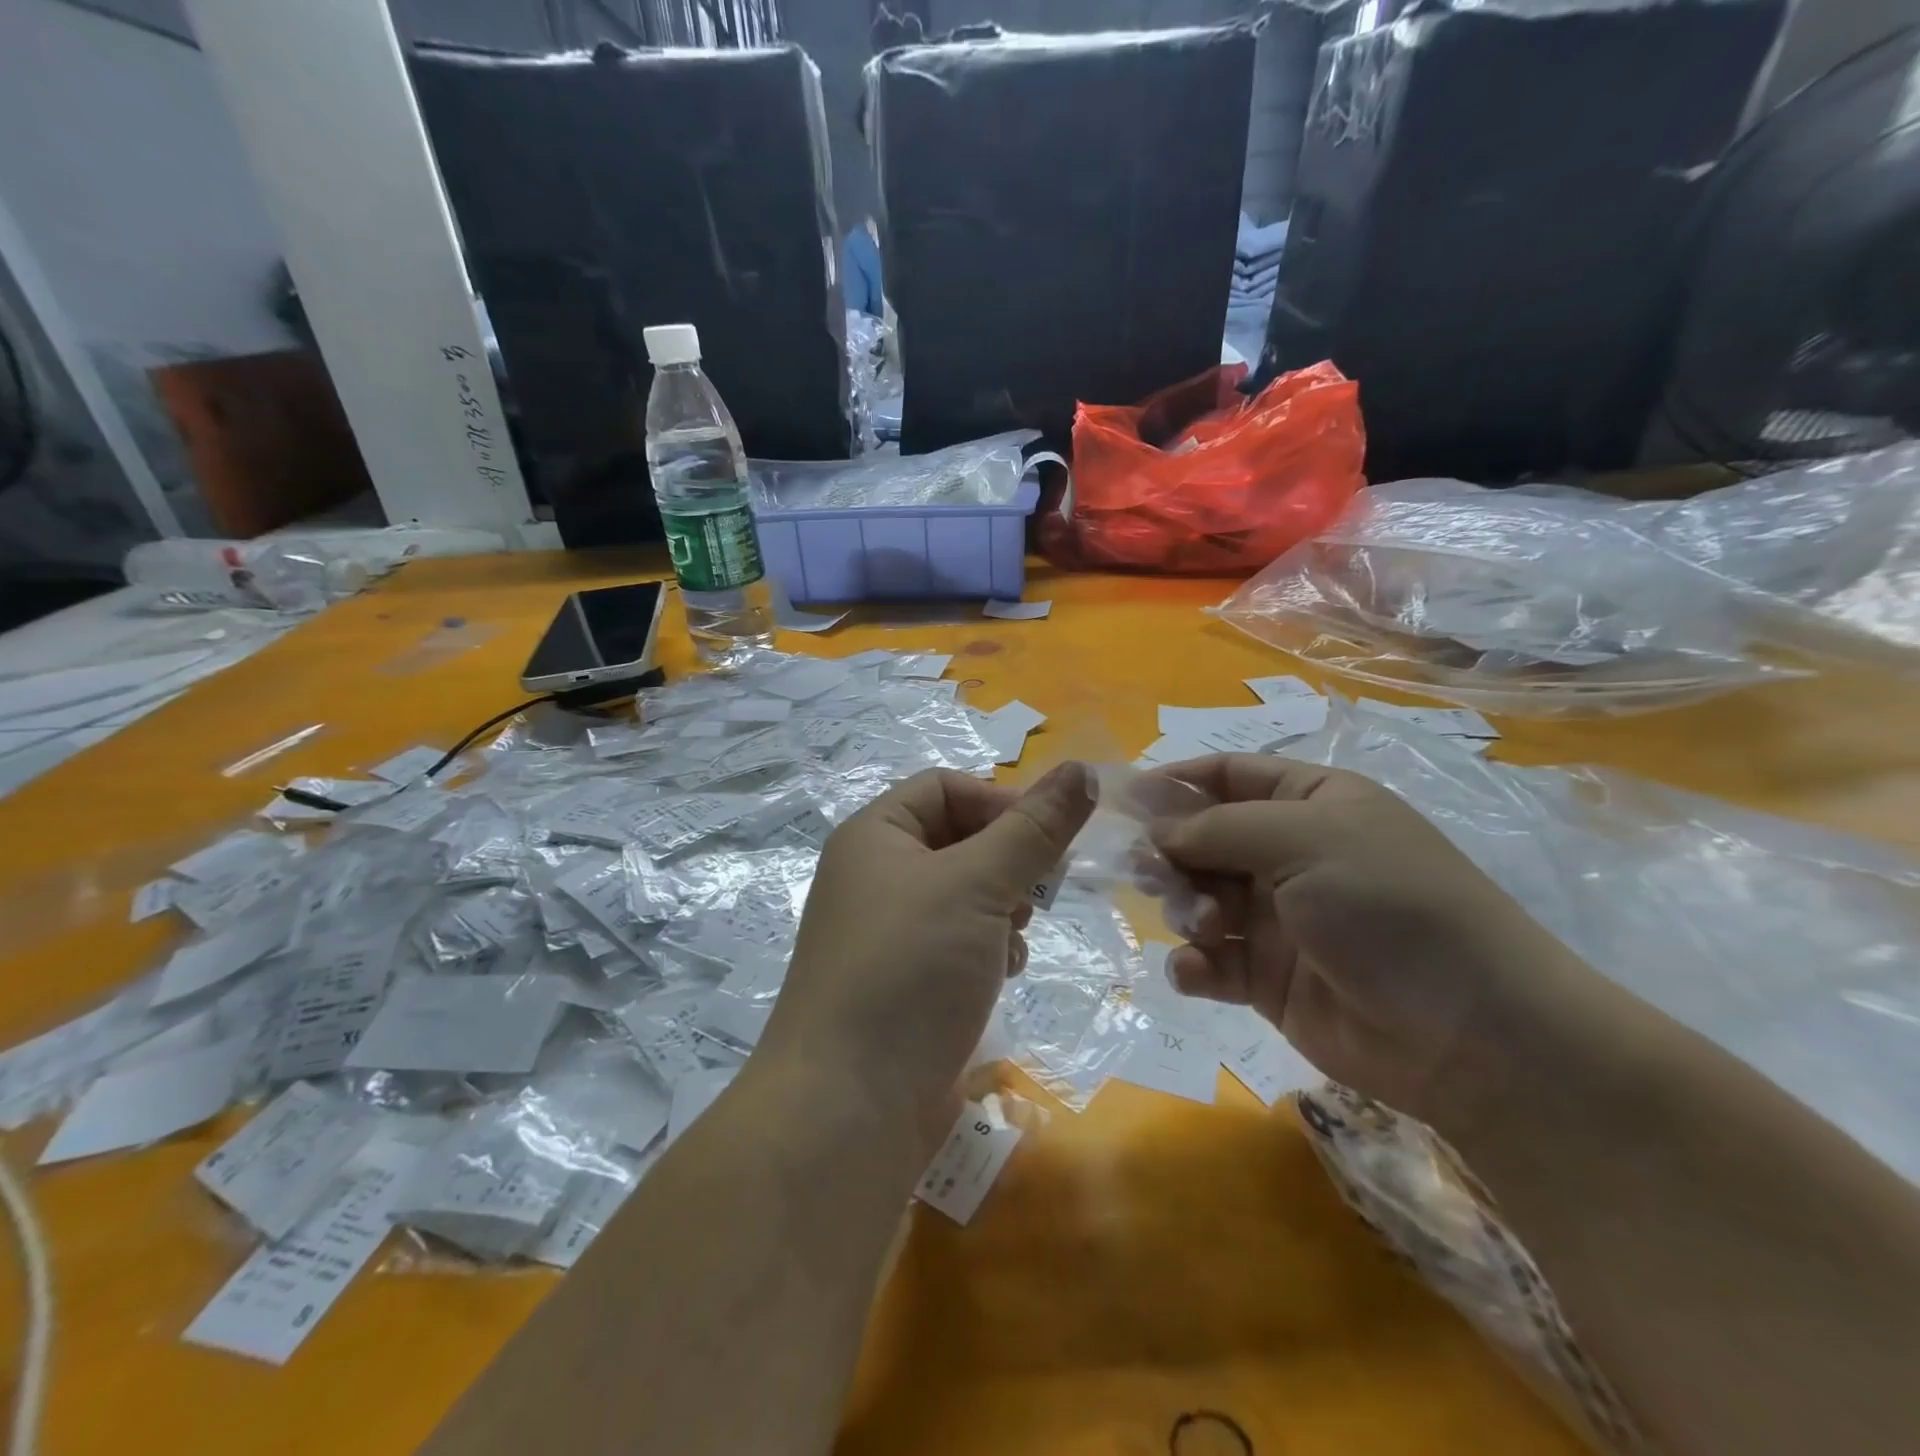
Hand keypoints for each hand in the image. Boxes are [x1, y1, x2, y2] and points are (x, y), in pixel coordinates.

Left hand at [761, 762, 1096, 1148]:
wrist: (848, 1108)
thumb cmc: (909, 969)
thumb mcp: (977, 884)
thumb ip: (1033, 828)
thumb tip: (1082, 769)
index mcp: (874, 835)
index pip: (946, 787)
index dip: (1001, 802)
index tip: (1050, 839)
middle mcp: (874, 875)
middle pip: (957, 838)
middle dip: (1007, 860)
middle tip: (1039, 892)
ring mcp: (887, 932)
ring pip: (963, 892)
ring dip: (1002, 906)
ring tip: (1017, 936)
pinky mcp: (904, 982)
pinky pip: (956, 940)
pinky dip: (987, 946)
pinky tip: (1004, 972)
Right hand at [1150, 753, 1576, 1125]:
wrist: (1469, 1035)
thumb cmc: (1388, 907)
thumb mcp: (1304, 840)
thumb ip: (1217, 828)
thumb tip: (1154, 829)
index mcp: (1309, 802)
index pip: (1227, 775)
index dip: (1175, 782)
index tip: (1123, 801)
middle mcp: (1289, 853)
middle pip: (1202, 838)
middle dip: (1171, 854)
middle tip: (1149, 874)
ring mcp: (1278, 917)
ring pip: (1199, 898)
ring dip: (1186, 909)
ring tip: (1203, 926)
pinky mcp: (1267, 977)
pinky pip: (1210, 959)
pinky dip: (1195, 964)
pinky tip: (1199, 972)